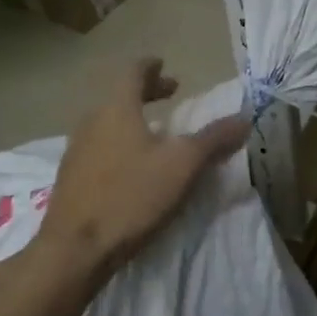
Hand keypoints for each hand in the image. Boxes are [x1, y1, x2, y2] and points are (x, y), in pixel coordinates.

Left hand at [34, 58, 249, 281]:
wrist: (74, 250)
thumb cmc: (131, 195)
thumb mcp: (184, 165)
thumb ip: (214, 139)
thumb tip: (245, 119)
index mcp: (117, 109)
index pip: (132, 72)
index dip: (151, 66)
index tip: (165, 65)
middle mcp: (91, 123)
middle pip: (119, 96)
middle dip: (146, 92)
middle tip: (170, 93)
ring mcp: (76, 152)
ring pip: (107, 122)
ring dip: (132, 119)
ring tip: (155, 132)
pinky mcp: (71, 180)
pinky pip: (99, 148)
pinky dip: (119, 143)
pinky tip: (132, 167)